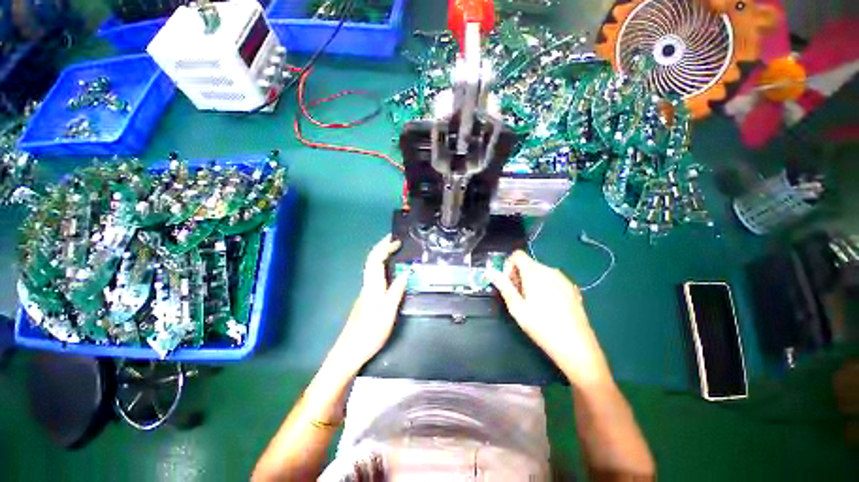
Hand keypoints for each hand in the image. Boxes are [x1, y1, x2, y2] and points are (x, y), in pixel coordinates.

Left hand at [328, 235, 406, 373]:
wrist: (349, 352)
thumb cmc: (369, 334)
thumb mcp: (387, 314)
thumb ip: (396, 292)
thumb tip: (405, 273)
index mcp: (372, 287)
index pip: (376, 260)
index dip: (385, 247)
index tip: (397, 241)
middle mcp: (367, 286)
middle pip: (372, 261)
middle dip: (382, 247)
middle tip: (395, 240)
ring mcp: (365, 292)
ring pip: (372, 268)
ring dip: (382, 255)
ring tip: (395, 251)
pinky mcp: (367, 299)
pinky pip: (375, 275)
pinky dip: (382, 266)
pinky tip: (390, 271)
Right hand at [488, 251, 612, 386]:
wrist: (578, 348)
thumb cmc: (543, 327)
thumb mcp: (517, 308)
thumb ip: (504, 286)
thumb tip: (491, 272)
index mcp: (535, 273)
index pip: (517, 255)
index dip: (508, 266)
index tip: (508, 284)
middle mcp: (551, 271)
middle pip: (528, 263)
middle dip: (518, 276)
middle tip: (517, 297)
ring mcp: (564, 279)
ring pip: (540, 272)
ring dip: (530, 281)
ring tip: (531, 303)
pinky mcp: (572, 289)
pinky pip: (552, 279)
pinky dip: (543, 286)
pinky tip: (547, 306)